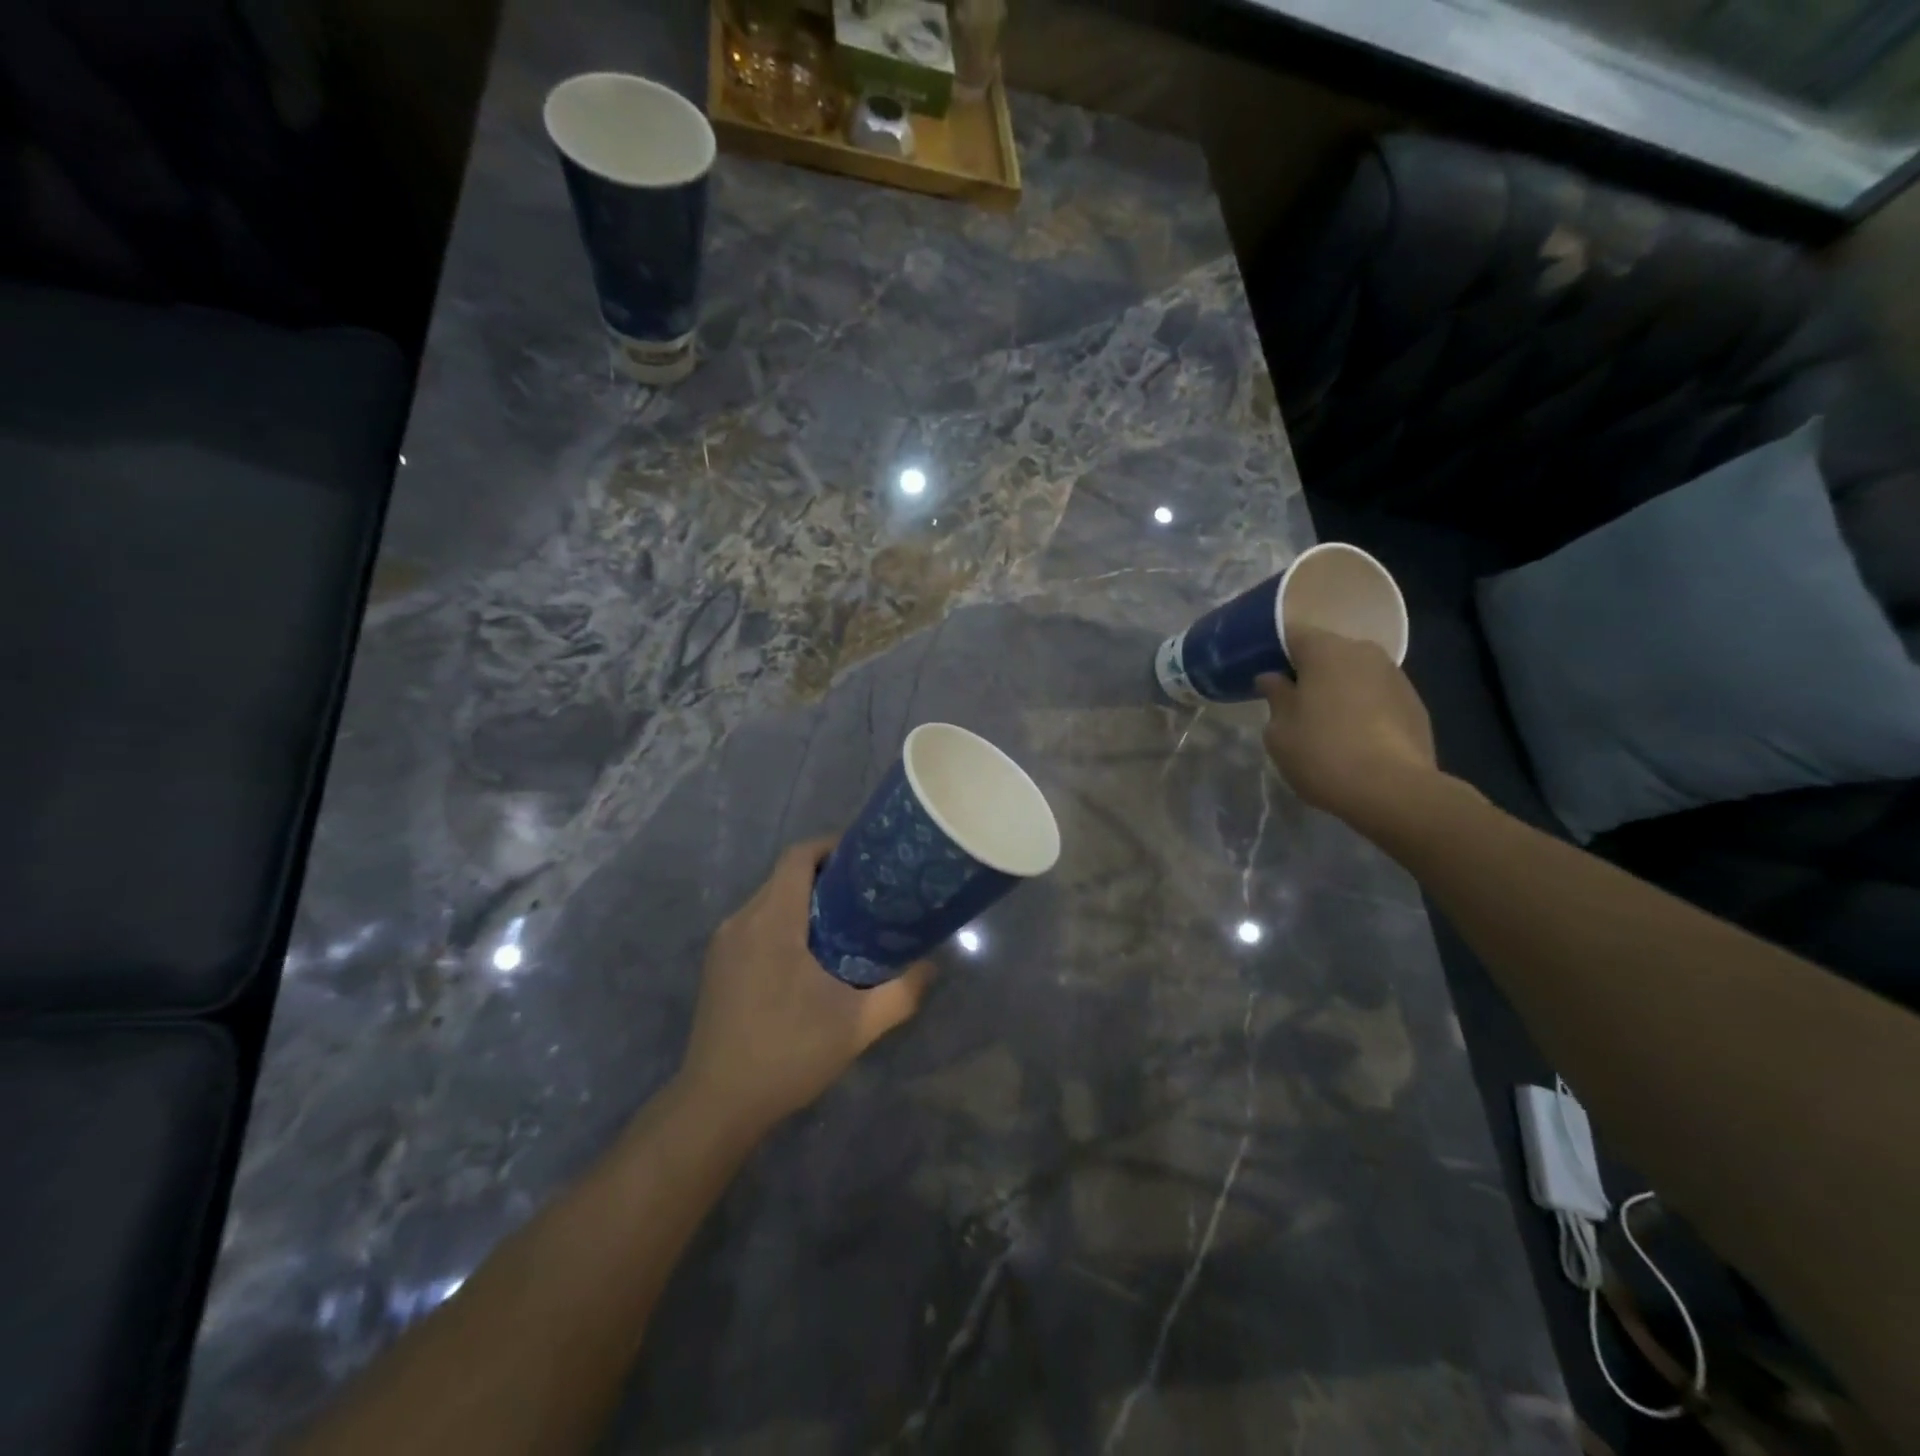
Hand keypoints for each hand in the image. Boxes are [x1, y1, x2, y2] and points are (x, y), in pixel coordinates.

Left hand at [676, 838, 932, 1141]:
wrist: (717, 1105)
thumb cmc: (788, 1055)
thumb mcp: (857, 1026)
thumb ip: (901, 992)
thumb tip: (932, 966)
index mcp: (772, 921)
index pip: (798, 857)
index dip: (832, 846)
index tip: (866, 860)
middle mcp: (742, 921)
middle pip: (785, 876)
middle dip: (825, 876)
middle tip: (867, 895)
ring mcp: (724, 944)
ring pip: (769, 900)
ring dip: (804, 901)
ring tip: (845, 924)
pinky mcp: (717, 965)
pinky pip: (755, 924)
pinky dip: (784, 923)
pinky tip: (808, 957)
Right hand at [1256, 626, 1439, 832]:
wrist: (1393, 791)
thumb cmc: (1322, 752)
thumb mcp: (1279, 730)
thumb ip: (1275, 696)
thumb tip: (1274, 678)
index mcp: (1326, 650)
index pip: (1291, 634)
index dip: (1273, 650)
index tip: (1262, 673)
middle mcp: (1364, 652)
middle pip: (1327, 652)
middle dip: (1308, 671)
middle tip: (1289, 700)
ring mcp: (1395, 677)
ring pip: (1354, 674)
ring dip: (1337, 689)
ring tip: (1322, 721)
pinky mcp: (1415, 704)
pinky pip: (1376, 696)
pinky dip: (1361, 707)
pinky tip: (1352, 736)